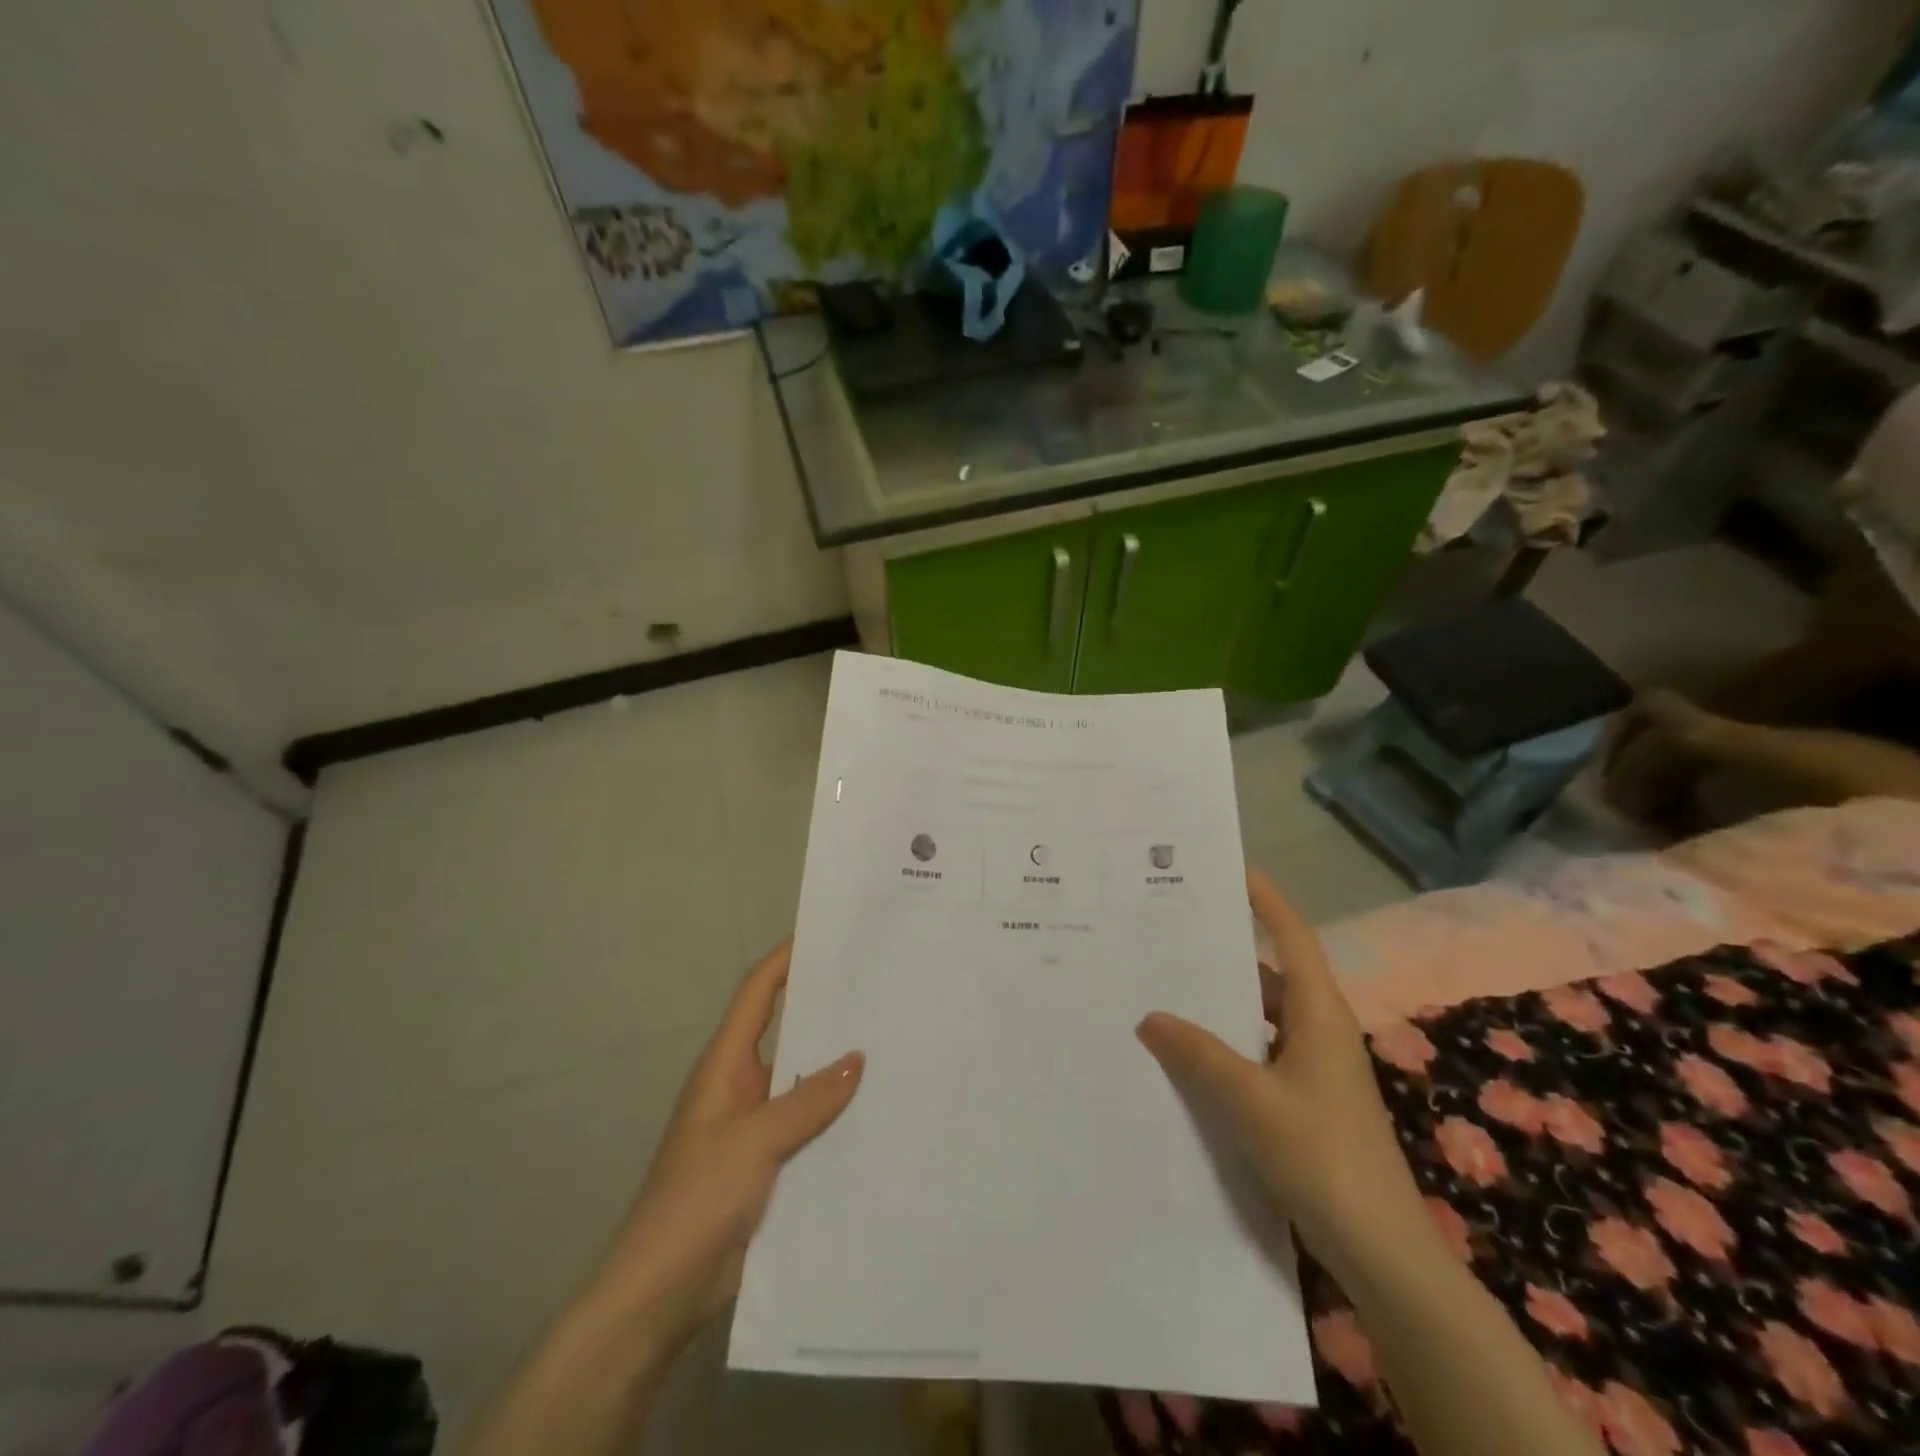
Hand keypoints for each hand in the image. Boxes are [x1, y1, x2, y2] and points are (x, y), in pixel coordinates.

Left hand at [587, 939, 862, 1360]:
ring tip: (892, 1041)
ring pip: (802, 1080)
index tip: (826, 933)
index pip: (758, 993)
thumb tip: (857, 1057)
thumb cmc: (697, 1199)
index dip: (786, 958)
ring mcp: (755, 1126)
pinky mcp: (768, 1164)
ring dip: (837, 1065)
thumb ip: (808, 1099)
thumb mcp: (755, 1141)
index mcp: (726, 1065)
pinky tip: (876, 1111)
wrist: (659, 1293)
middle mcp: (741, 1085)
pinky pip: (809, 1124)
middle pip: (787, 1031)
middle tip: (878, 987)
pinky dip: (836, 1113)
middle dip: (826, 1008)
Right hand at [1135, 869, 1426, 1281]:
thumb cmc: (1322, 1157)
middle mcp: (1319, 1031)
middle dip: (1228, 949)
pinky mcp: (1305, 1102)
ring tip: (1167, 984)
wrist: (1382, 1252)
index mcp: (1319, 1014)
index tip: (1234, 869)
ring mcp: (1314, 1069)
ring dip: (1222, 1002)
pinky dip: (1226, 1045)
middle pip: (1272, 973)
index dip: (1267, 900)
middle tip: (1173, 928)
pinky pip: (1259, 1053)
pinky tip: (1187, 1054)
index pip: (1293, 937)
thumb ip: (1198, 1053)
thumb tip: (1151, 1015)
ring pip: (1261, 1017)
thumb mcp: (1250, 1100)